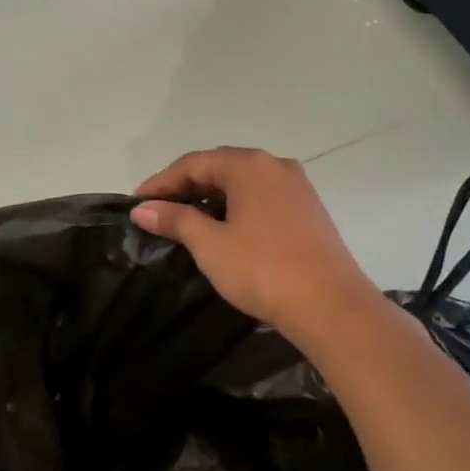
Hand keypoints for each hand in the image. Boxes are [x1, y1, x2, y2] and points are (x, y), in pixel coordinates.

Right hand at [132, 147, 377, 341]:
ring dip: (211, 197)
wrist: (332, 307)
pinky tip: (224, 229)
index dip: (161, 182)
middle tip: (158, 211)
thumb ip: (175, 219)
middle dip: (186, 187)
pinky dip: (236, 207)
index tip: (137, 203)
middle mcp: (275, 166)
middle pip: (220, 167)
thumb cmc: (263, 270)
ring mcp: (297, 187)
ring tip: (186, 221)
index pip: (194, 163)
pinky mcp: (309, 211)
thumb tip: (143, 209)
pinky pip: (261, 198)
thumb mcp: (210, 245)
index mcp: (250, 165)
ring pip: (242, 183)